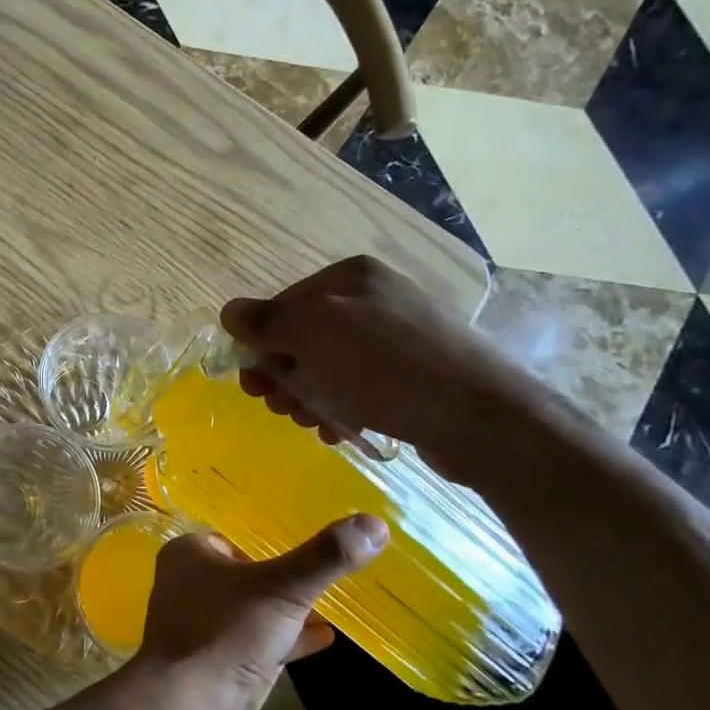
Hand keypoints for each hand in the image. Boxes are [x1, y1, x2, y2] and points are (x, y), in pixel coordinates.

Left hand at [130, 516, 387, 709]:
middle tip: (327, 576)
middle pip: (245, 574)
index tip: (310, 549)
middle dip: (283, 579)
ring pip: (250, 610)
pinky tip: (323, 640)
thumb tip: (374, 523)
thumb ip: (326, 557)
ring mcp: (197, 625)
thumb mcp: (283, 587)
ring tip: (333, 607)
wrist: (187, 705)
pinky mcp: (211, 661)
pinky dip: (284, 639)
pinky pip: (252, 642)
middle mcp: (186, 584)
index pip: (234, 538)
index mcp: (188, 553)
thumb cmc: (226, 631)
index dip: (269, 544)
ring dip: (287, 611)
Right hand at [221, 255, 541, 481]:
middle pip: (301, 339)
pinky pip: (356, 387)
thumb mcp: (312, 334)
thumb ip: (265, 321)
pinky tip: (337, 430)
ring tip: (311, 423)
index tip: (256, 384)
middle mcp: (372, 300)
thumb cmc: (384, 367)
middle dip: (283, 376)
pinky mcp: (411, 376)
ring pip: (326, 367)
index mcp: (349, 278)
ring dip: (307, 397)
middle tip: (279, 408)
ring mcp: (395, 338)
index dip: (261, 346)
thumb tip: (230, 311)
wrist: (479, 417)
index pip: (281, 306)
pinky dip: (339, 408)